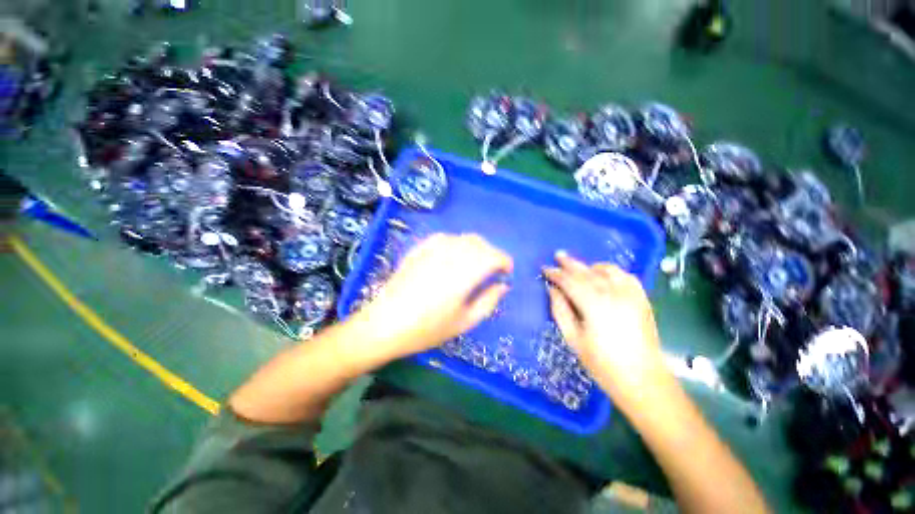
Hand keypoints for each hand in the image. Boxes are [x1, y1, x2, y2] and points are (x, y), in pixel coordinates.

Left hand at [354, 233, 512, 360]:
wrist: (384, 324)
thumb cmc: (427, 329)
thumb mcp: (464, 322)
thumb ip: (488, 302)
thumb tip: (503, 286)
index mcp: (463, 275)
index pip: (492, 256)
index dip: (504, 261)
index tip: (507, 271)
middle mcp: (449, 256)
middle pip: (479, 243)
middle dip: (491, 253)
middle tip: (492, 270)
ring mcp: (431, 250)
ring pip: (462, 238)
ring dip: (475, 247)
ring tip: (474, 263)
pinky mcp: (419, 249)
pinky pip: (444, 238)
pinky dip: (455, 243)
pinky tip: (452, 256)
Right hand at [543, 251, 665, 402]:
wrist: (642, 379)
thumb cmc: (602, 363)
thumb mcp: (573, 338)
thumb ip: (560, 310)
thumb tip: (552, 289)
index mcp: (594, 304)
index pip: (569, 281)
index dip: (555, 273)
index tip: (544, 268)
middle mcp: (613, 294)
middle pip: (587, 271)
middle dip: (570, 263)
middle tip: (558, 255)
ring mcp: (631, 294)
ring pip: (607, 270)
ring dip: (590, 266)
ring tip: (579, 267)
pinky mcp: (642, 299)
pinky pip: (625, 276)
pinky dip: (611, 271)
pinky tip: (604, 275)